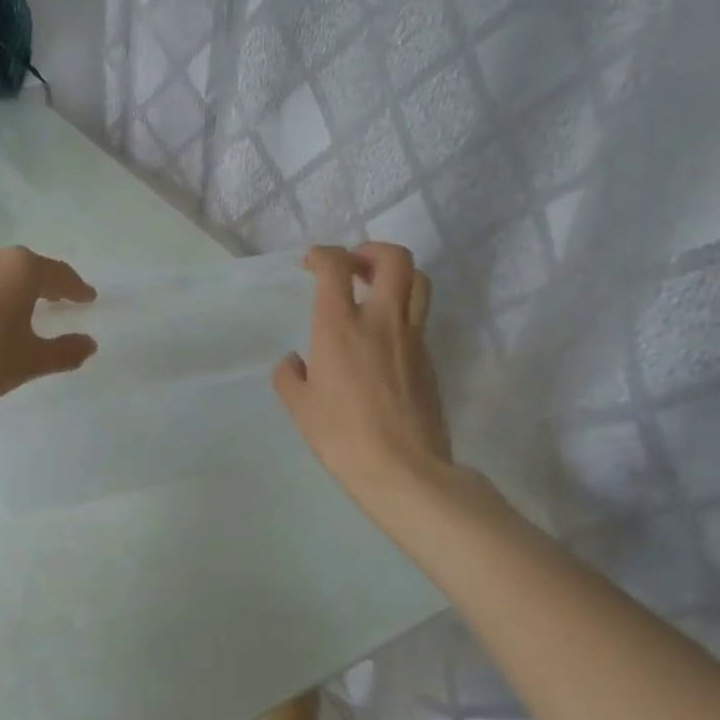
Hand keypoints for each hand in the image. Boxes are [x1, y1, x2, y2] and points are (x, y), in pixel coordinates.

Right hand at [274, 244, 455, 523]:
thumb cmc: (342, 436)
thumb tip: (294, 362)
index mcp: (340, 327)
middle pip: (395, 259)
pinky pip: (419, 317)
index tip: (311, 263)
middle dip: (372, 250)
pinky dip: (402, 310)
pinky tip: (383, 336)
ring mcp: (412, 338)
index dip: (322, 254)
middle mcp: (381, 321)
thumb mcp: (300, 407)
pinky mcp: (429, 359)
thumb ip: (290, 376)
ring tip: (375, 289)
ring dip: (396, 274)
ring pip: (419, 282)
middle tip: (353, 266)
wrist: (403, 470)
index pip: (335, 267)